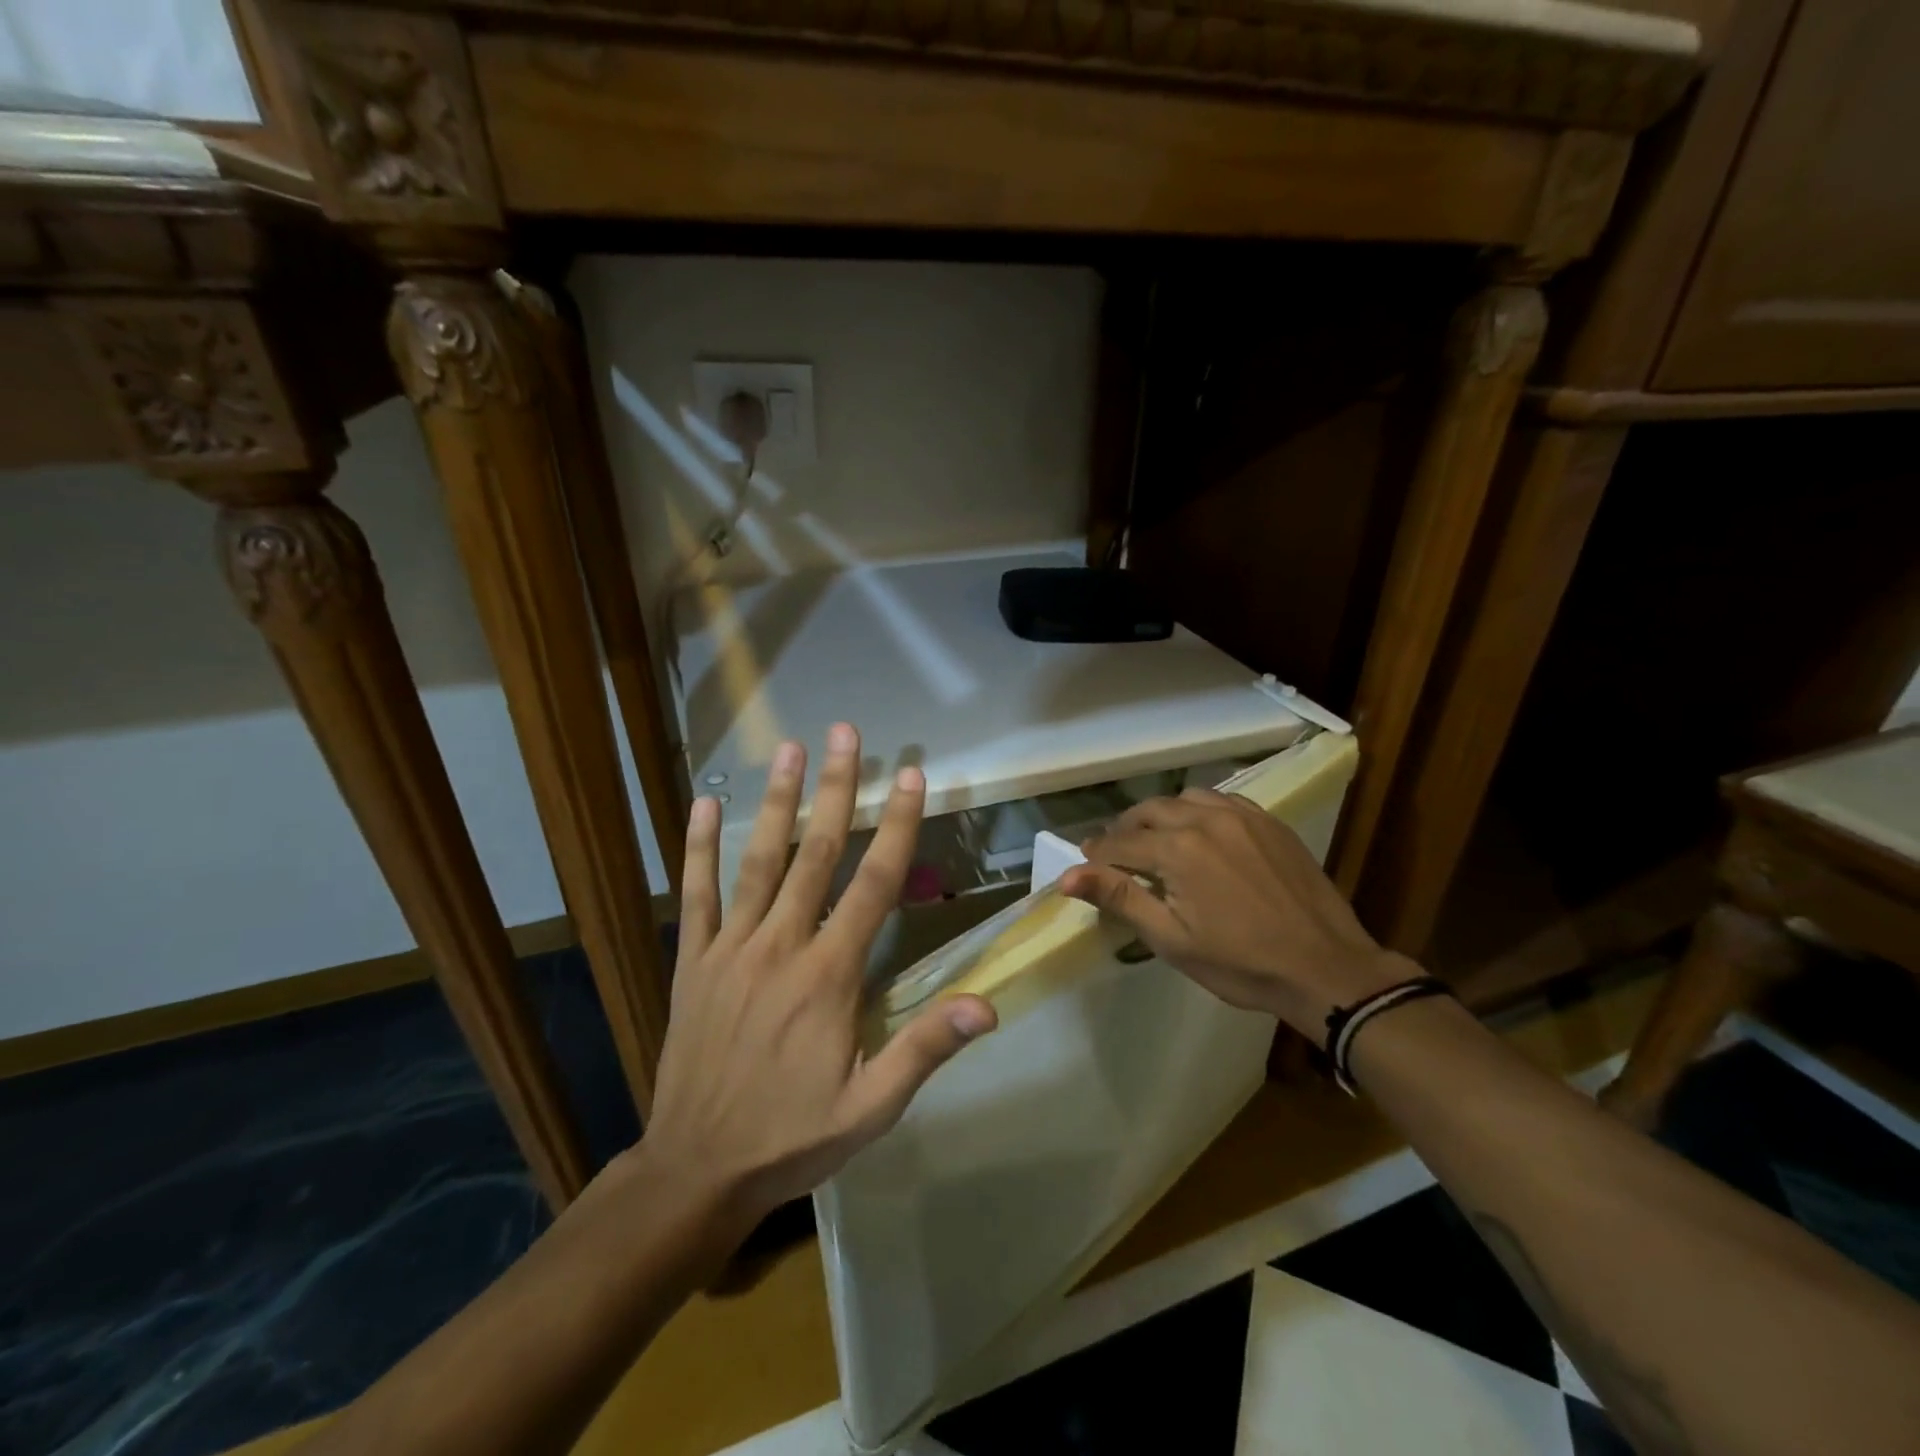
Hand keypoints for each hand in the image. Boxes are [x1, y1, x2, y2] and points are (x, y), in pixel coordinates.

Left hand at [639, 723, 996, 1238]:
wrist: (696, 1171)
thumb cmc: (792, 1137)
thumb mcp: (871, 1108)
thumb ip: (925, 1049)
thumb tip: (986, 1004)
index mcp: (829, 975)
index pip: (873, 885)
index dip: (896, 827)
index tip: (909, 777)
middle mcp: (781, 946)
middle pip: (815, 854)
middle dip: (836, 789)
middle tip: (845, 734)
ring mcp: (730, 949)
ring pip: (759, 862)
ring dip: (778, 802)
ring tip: (789, 749)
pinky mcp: (691, 962)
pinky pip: (695, 896)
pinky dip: (698, 848)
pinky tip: (702, 805)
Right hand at [1059, 788, 1412, 1038]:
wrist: (1326, 968)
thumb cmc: (1241, 964)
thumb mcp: (1171, 939)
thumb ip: (1119, 898)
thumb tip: (1067, 875)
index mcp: (1177, 849)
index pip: (1119, 842)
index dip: (1096, 854)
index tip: (1085, 864)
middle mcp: (1205, 819)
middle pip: (1148, 811)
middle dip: (1125, 830)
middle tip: (1116, 855)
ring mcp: (1242, 816)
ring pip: (1185, 798)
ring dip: (1162, 815)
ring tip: (1158, 841)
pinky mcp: (1269, 822)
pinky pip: (1222, 800)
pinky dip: (1199, 811)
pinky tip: (1202, 833)